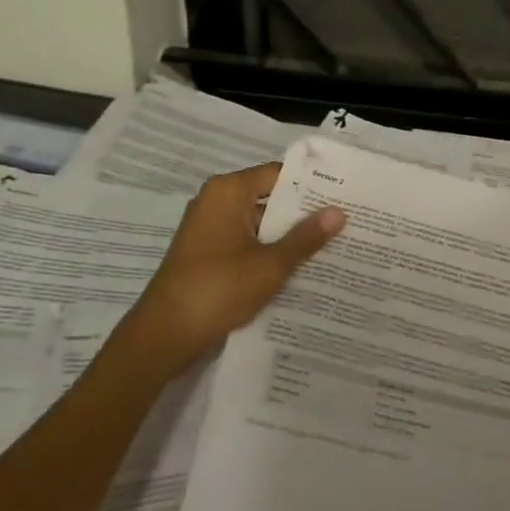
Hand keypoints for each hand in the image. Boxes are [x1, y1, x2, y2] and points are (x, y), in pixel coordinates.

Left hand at [116, 162, 344, 379]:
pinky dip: (268, 252)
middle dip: (303, 213)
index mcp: (228, 191)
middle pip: (268, 198)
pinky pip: (245, 244)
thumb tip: (339, 211)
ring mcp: (208, 230)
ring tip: (332, 246)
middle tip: (346, 221)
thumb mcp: (270, 264)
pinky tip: (299, 268)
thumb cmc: (218, 289)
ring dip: (287, 236)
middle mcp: (215, 202)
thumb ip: (305, 237)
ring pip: (258, 225)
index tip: (343, 194)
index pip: (278, 174)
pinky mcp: (206, 255)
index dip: (311, 184)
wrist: (163, 336)